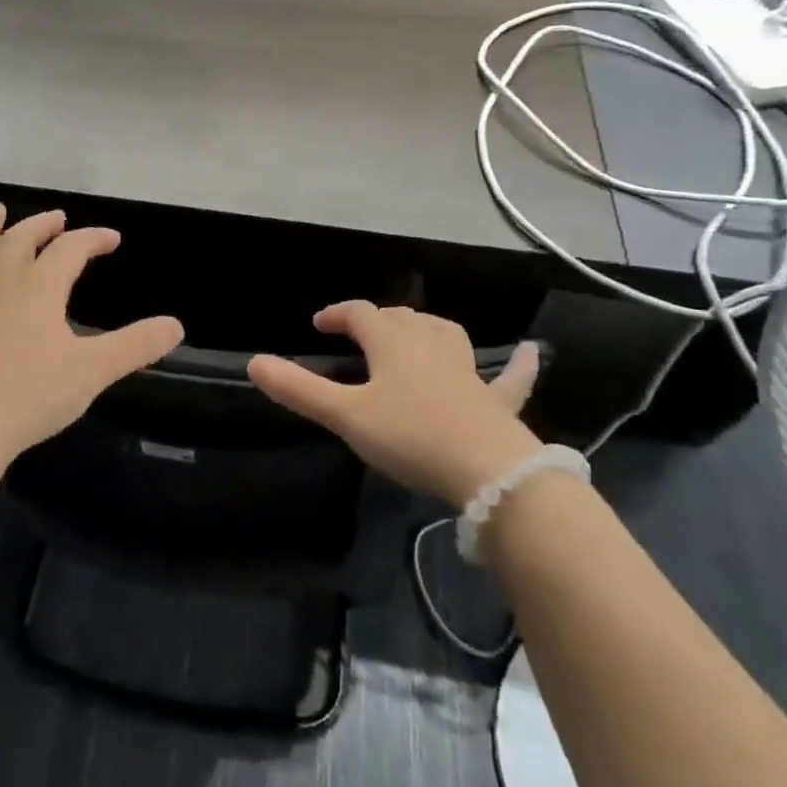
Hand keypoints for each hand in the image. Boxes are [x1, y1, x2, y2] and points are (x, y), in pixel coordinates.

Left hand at [0, 203, 184, 478]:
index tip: (113, 238)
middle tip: (56, 217)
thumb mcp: (93, 371)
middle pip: (20, 243)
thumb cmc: (29, 396)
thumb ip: (136, 346)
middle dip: (41, 227)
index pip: (70, 250)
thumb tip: (177, 325)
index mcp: (39, 290)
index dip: (93, 238)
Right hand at [247, 302, 541, 508]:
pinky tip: (532, 352)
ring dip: (425, 328)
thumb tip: (254, 362)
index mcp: (392, 343)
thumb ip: (299, 389)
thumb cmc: (410, 436)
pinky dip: (517, 364)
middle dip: (376, 319)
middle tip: (358, 335)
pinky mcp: (496, 400)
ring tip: (413, 333)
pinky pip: (509, 376)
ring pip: (444, 334)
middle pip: (400, 318)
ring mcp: (467, 371)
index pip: (360, 314)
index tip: (319, 324)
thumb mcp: (345, 416)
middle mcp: (430, 345)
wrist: (489, 472)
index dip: (337, 314)